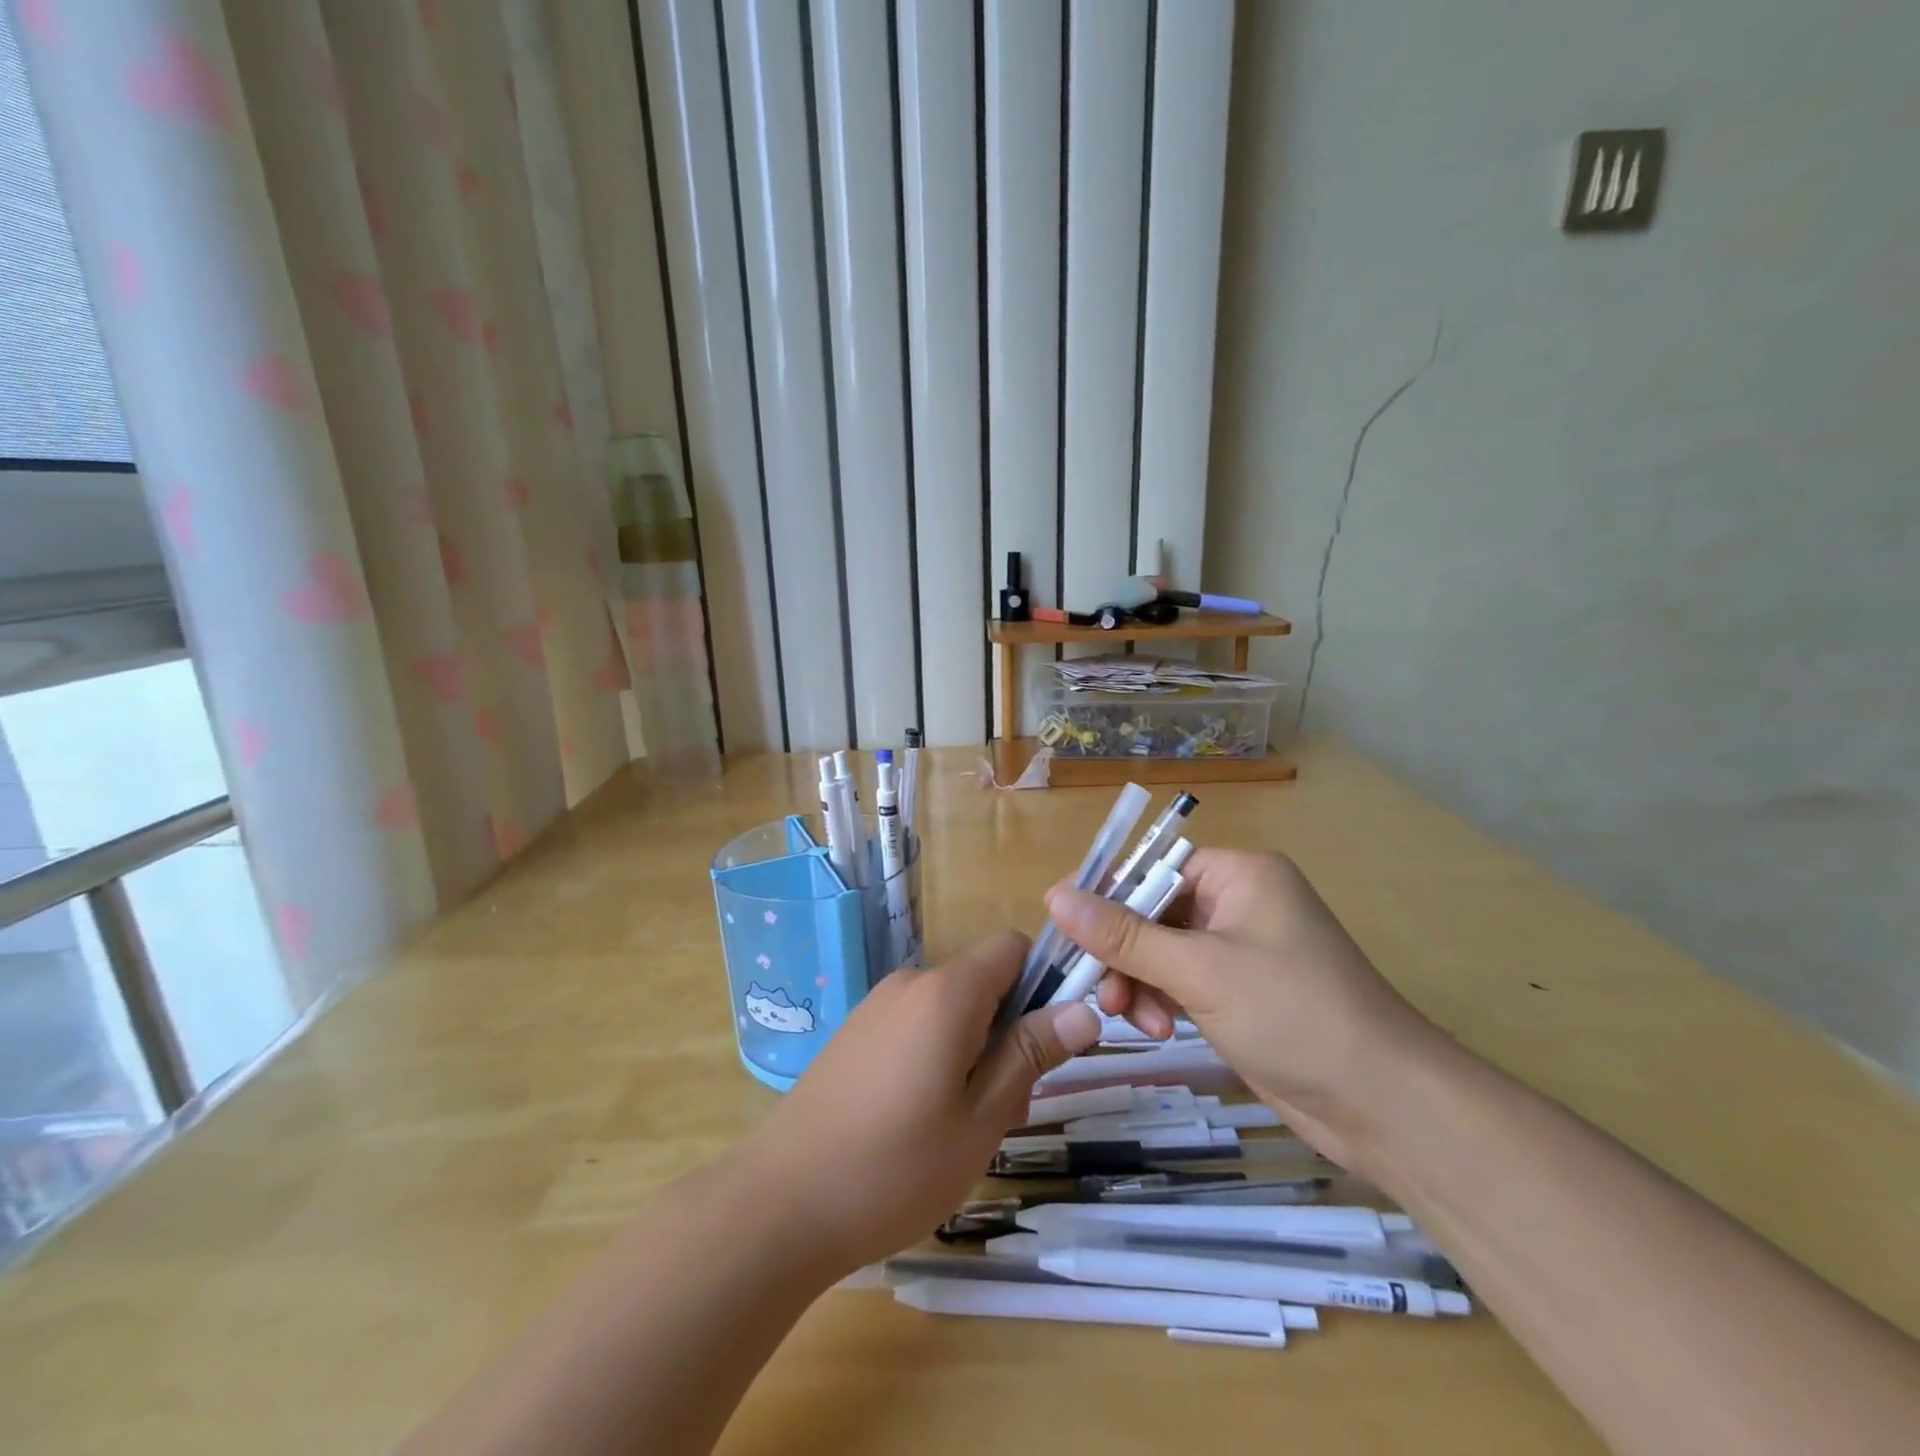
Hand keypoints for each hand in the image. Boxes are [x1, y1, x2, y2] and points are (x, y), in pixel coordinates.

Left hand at [736, 930, 1100, 1274]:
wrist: (779, 1204)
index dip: (1043, 981)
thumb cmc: (895, 1167)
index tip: (1049, 1041)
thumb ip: (1031, 1054)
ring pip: (949, 1011)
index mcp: (947, 992)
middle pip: (982, 984)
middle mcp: (910, 983)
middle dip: (1008, 1033)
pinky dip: (935, 1058)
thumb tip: (1085, 1008)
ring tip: (959, 1129)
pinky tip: (917, 1123)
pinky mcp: (853, 1034)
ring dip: (972, 1052)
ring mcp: (876, 1007)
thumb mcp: (982, 1118)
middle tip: (1004, 1109)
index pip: (1013, 947)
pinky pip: (914, 1027)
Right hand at [1046, 850, 1440, 1168]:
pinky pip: (1180, 981)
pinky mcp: (1239, 993)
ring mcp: (1240, 950)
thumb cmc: (1293, 1015)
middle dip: (1123, 952)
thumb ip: (1123, 934)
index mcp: (1239, 875)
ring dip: (1139, 982)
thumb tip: (1053, 894)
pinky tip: (1156, 1030)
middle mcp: (1238, 902)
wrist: (1384, 1105)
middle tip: (1099, 992)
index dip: (1106, 896)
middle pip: (1152, 912)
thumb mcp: (1199, 970)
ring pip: (1161, 951)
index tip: (1064, 929)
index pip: (1152, 868)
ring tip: (1131, 1020)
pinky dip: (1161, 1001)